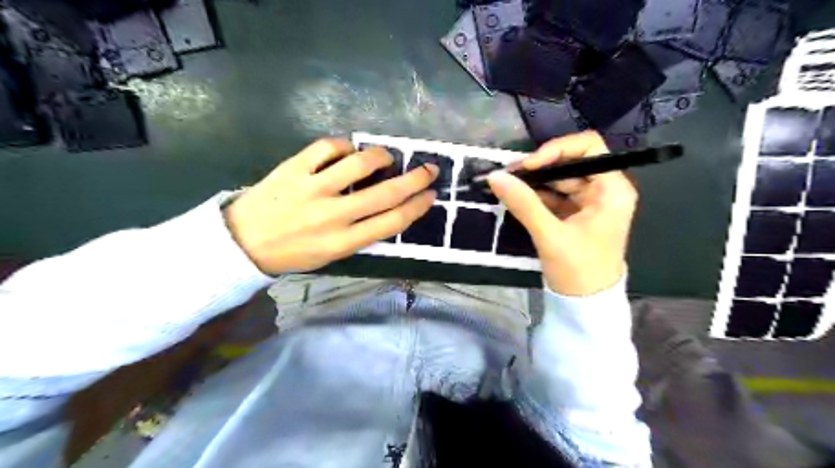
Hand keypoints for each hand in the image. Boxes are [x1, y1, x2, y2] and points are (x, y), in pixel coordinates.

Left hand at [226, 139, 438, 273]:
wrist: (243, 243)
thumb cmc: (294, 252)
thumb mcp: (333, 254)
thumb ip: (361, 233)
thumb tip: (389, 205)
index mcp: (345, 242)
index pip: (393, 221)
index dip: (417, 205)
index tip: (430, 194)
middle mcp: (334, 216)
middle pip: (386, 193)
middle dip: (415, 179)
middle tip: (429, 169)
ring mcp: (312, 189)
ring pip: (359, 163)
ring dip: (380, 155)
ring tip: (385, 157)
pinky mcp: (293, 169)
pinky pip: (326, 147)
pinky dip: (343, 145)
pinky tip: (346, 150)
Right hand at [487, 130, 636, 295]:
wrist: (586, 304)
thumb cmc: (578, 269)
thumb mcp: (549, 235)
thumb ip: (523, 203)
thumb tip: (495, 177)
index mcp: (612, 190)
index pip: (589, 148)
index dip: (557, 149)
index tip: (529, 164)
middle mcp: (604, 190)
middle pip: (572, 162)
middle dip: (540, 167)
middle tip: (509, 174)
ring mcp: (590, 202)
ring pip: (560, 179)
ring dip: (535, 181)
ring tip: (507, 185)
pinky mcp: (576, 214)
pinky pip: (555, 196)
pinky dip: (536, 195)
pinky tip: (516, 197)